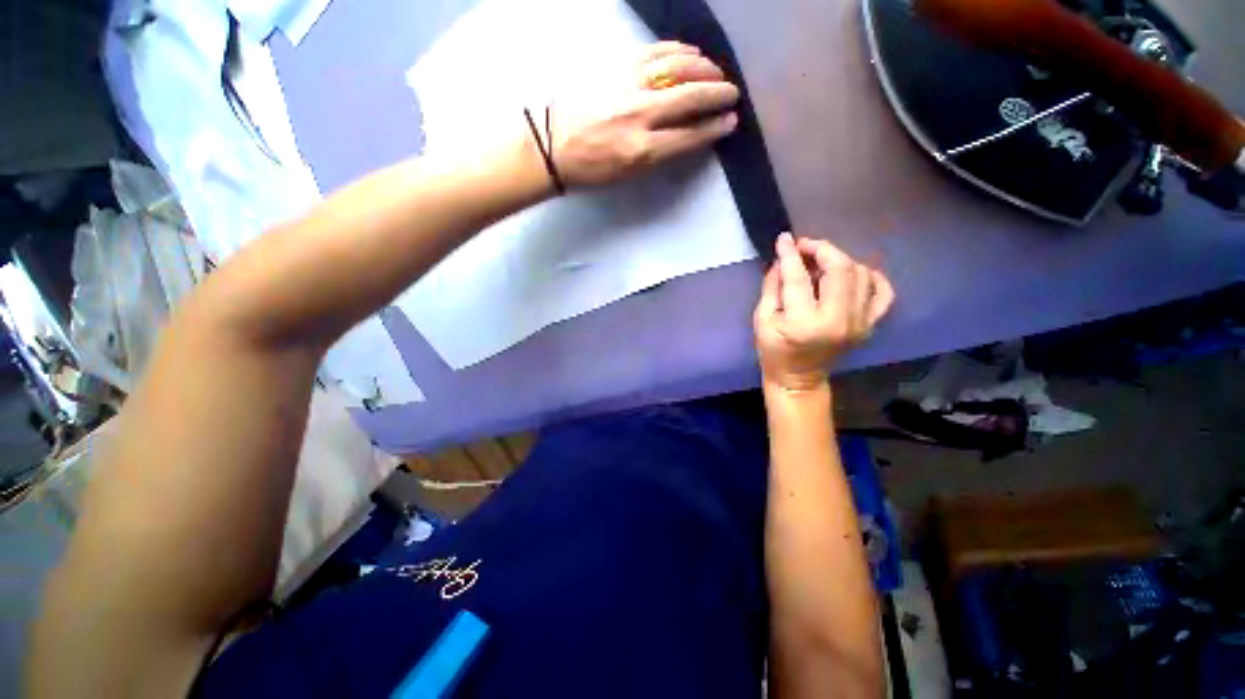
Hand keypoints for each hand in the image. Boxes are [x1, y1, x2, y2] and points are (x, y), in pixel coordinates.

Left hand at [549, 42, 740, 187]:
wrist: (551, 144)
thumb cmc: (590, 170)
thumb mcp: (627, 175)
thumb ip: (659, 156)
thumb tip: (685, 137)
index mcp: (642, 150)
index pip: (690, 136)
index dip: (714, 128)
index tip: (730, 122)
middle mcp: (641, 115)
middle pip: (690, 97)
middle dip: (717, 94)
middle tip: (732, 93)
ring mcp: (628, 85)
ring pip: (676, 68)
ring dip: (703, 69)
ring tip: (715, 73)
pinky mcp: (616, 66)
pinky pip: (654, 52)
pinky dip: (677, 51)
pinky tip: (690, 53)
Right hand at [754, 233, 894, 391]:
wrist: (798, 379)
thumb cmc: (773, 351)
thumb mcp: (762, 319)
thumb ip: (772, 286)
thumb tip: (782, 259)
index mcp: (804, 323)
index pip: (798, 277)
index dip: (790, 254)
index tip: (784, 238)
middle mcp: (839, 320)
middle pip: (839, 269)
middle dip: (821, 249)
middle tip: (804, 247)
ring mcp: (860, 323)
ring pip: (860, 274)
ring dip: (840, 261)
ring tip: (821, 264)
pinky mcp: (870, 325)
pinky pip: (883, 292)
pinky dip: (870, 276)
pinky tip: (851, 274)